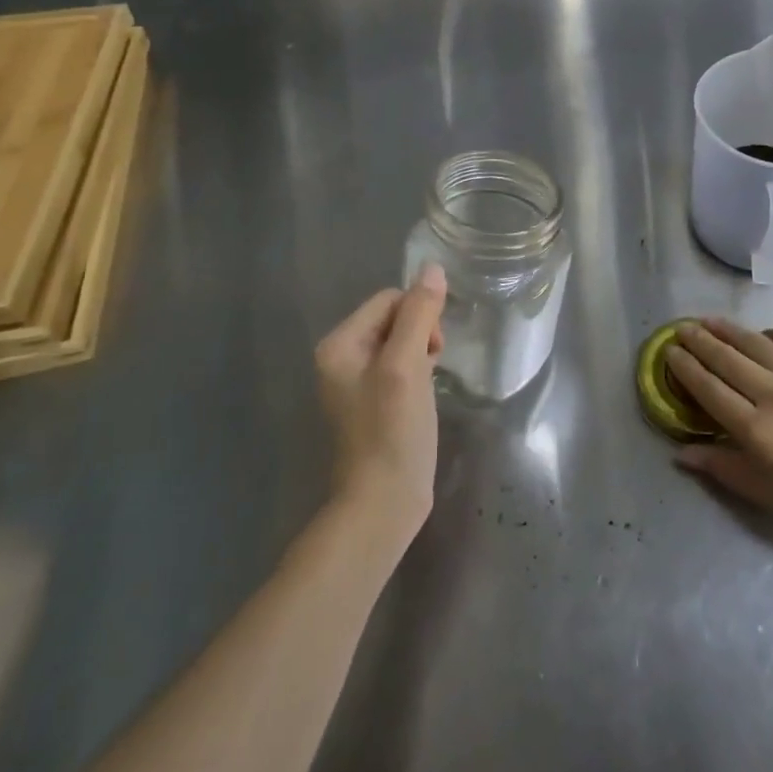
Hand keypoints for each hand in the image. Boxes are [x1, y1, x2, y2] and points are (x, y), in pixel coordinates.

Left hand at [314, 264, 447, 547]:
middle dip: (420, 334)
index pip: (389, 299)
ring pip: (401, 342)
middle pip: (393, 318)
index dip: (418, 315)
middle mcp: (342, 358)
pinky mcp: (374, 402)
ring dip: (421, 354)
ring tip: (428, 384)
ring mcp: (357, 382)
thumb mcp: (407, 365)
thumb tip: (432, 269)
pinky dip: (417, 373)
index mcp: (340, 344)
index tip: (432, 349)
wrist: (383, 502)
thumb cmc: (393, 430)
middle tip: (431, 368)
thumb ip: (418, 314)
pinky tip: (424, 396)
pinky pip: (400, 366)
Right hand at [665, 320, 772, 550]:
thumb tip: (681, 452)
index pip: (709, 390)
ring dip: (728, 331)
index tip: (670, 352)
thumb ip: (725, 469)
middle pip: (727, 359)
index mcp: (760, 432)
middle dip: (699, 342)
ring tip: (710, 321)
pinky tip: (764, 336)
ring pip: (757, 342)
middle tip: (682, 329)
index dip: (685, 368)